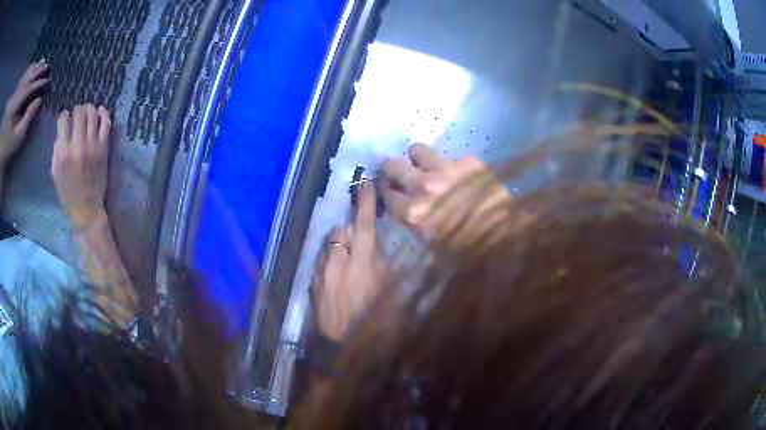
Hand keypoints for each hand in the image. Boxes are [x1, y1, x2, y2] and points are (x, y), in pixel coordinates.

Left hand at [0, 60, 48, 166]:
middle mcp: (15, 97)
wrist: (1, 154)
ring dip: (33, 69)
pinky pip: (22, 79)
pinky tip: (32, 66)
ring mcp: (15, 96)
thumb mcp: (17, 137)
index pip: (28, 89)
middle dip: (37, 72)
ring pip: (25, 76)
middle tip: (46, 65)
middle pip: (27, 79)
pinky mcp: (14, 98)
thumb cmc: (8, 148)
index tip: (47, 81)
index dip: (38, 84)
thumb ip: (27, 117)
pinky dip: (27, 71)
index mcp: (15, 106)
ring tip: (41, 62)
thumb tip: (39, 101)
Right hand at [52, 104, 110, 230]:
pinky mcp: (103, 148)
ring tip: (88, 112)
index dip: (64, 116)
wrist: (87, 209)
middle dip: (77, 110)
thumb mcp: (55, 173)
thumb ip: (57, 151)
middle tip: (77, 114)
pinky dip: (103, 113)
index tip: (66, 119)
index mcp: (62, 153)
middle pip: (79, 113)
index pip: (63, 120)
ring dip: (90, 109)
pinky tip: (100, 112)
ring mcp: (92, 146)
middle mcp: (77, 146)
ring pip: (92, 114)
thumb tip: (61, 132)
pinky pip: (106, 123)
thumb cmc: (68, 194)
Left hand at [311, 183, 381, 340]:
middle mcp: (339, 264)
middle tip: (357, 243)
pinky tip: (335, 279)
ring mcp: (322, 275)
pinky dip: (328, 264)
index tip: (363, 183)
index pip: (363, 225)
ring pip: (328, 248)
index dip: (364, 202)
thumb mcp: (393, 296)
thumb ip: (384, 268)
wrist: (345, 351)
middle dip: (348, 231)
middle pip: (339, 232)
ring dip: (337, 249)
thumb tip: (378, 253)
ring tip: (346, 265)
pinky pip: (319, 265)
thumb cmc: (378, 326)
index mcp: (364, 265)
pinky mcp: (312, 287)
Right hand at [380, 143, 509, 240]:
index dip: (386, 189)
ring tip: (429, 168)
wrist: (506, 238)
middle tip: (402, 174)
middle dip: (393, 170)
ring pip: (417, 150)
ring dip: (419, 159)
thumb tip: (406, 204)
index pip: (385, 192)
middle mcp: (423, 187)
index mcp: (413, 213)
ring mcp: (446, 170)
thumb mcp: (430, 243)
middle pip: (392, 165)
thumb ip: (413, 220)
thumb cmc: (467, 250)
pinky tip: (462, 177)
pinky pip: (450, 156)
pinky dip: (452, 166)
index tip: (390, 189)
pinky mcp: (468, 162)